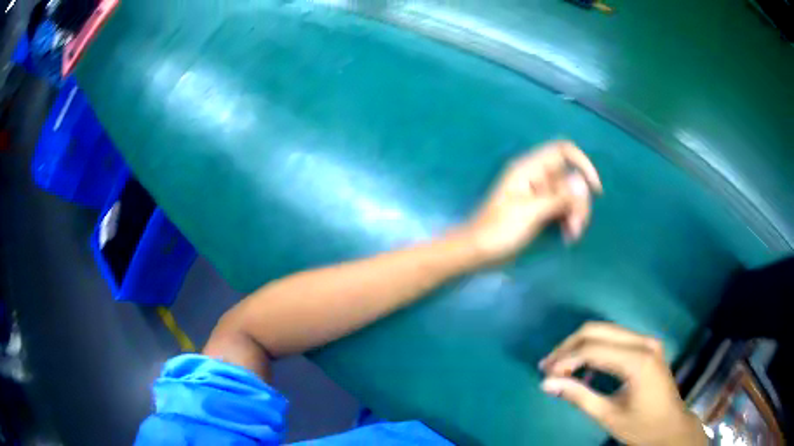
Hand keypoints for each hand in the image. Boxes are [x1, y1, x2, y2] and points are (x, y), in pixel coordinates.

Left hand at [462, 140, 601, 262]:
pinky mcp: (540, 210)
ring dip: (576, 213)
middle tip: (577, 226)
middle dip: (579, 201)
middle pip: (570, 178)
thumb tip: (582, 182)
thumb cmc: (499, 230)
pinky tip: (568, 236)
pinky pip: (562, 208)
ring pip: (569, 195)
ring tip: (571, 235)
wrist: (478, 251)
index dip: (582, 163)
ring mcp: (539, 195)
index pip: (562, 151)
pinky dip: (568, 220)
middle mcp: (537, 177)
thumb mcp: (530, 213)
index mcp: (530, 169)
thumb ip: (558, 197)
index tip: (594, 188)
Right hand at [539, 323, 706, 445]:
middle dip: (569, 346)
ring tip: (561, 366)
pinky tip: (585, 367)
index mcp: (637, 360)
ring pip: (606, 330)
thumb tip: (546, 384)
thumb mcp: (608, 415)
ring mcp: (648, 341)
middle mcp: (644, 342)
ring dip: (580, 345)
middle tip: (548, 366)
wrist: (671, 427)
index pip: (593, 349)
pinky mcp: (647, 346)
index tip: (545, 374)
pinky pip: (615, 338)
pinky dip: (595, 348)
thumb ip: (578, 396)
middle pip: (598, 330)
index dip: (565, 359)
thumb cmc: (642, 426)